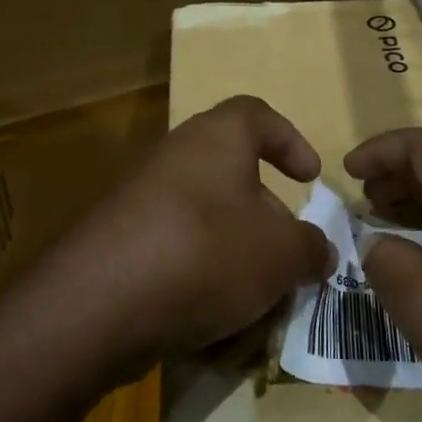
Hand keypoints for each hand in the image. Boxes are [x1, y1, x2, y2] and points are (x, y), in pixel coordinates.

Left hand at [25, 95, 332, 388]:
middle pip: (229, 167)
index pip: (257, 114)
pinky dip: (196, 266)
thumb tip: (319, 250)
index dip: (289, 140)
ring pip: (201, 210)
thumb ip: (310, 248)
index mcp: (216, 137)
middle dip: (263, 207)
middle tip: (285, 246)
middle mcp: (174, 154)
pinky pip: (171, 242)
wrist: (102, 302)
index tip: (310, 177)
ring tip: (254, 286)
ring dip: (232, 242)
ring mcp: (138, 195)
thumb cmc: (207, 253)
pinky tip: (211, 307)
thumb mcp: (281, 254)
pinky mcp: (116, 237)